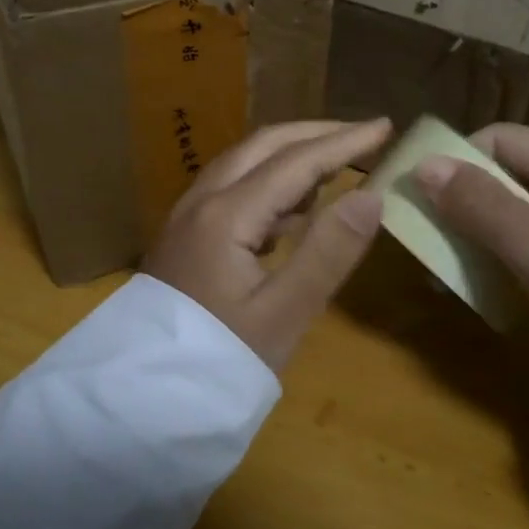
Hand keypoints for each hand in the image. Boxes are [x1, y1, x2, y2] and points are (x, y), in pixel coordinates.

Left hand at [144, 119, 392, 372]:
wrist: (143, 401)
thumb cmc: (219, 360)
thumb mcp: (283, 315)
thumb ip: (328, 252)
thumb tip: (372, 196)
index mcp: (227, 214)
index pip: (295, 161)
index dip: (344, 142)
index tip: (385, 127)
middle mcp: (203, 200)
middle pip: (264, 145)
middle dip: (316, 134)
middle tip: (363, 136)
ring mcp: (188, 215)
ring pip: (245, 162)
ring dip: (292, 153)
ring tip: (337, 164)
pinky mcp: (186, 235)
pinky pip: (233, 187)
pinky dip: (270, 180)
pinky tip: (294, 207)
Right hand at [413, 125, 528, 428]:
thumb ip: (481, 206)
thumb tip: (422, 165)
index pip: (499, 140)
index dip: (453, 165)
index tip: (415, 204)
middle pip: (509, 174)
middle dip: (465, 206)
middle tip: (427, 245)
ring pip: (520, 211)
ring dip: (483, 235)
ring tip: (451, 270)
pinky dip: (510, 257)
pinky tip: (492, 285)